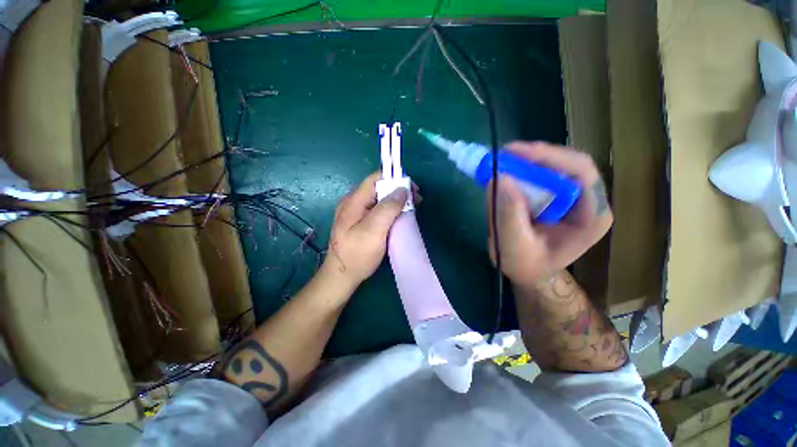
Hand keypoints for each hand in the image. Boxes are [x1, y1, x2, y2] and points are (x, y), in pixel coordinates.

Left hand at [323, 173, 409, 288]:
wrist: (341, 276)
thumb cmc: (357, 254)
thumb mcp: (374, 230)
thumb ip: (388, 208)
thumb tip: (402, 189)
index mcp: (354, 200)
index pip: (376, 178)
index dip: (395, 179)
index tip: (412, 189)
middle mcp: (353, 202)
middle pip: (378, 188)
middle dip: (398, 191)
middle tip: (416, 201)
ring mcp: (355, 213)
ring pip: (379, 199)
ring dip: (396, 201)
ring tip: (411, 209)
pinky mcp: (359, 222)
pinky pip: (377, 210)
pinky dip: (390, 210)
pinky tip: (399, 216)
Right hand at [487, 142, 611, 286]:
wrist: (528, 271)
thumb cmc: (526, 265)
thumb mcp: (514, 246)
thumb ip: (509, 215)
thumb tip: (500, 177)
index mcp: (592, 216)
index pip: (581, 172)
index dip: (549, 157)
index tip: (514, 153)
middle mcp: (588, 201)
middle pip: (568, 163)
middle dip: (534, 157)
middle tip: (503, 155)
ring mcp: (573, 197)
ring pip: (554, 165)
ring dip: (526, 162)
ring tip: (501, 163)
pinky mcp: (556, 195)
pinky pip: (542, 174)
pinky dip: (522, 170)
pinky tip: (506, 173)